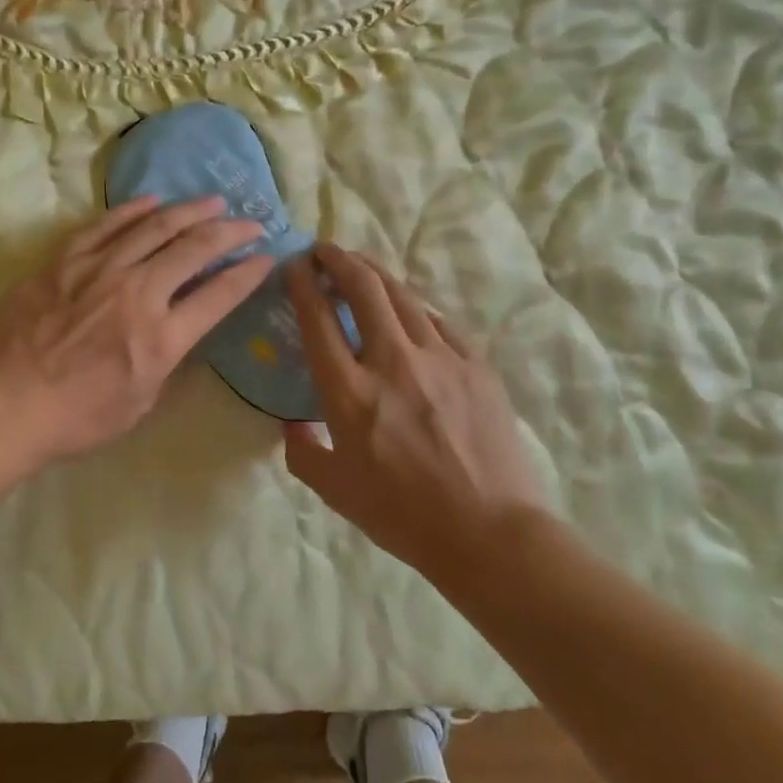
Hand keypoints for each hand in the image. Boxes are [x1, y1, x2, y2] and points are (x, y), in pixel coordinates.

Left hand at [0, 196, 273, 472]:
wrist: (0, 406)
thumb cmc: (73, 420)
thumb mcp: (138, 405)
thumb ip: (165, 363)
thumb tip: (178, 333)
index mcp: (163, 337)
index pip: (220, 295)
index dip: (249, 273)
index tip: (266, 258)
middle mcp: (139, 293)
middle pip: (195, 249)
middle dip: (231, 232)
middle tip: (250, 222)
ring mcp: (100, 270)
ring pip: (155, 227)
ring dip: (190, 211)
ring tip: (212, 201)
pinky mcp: (64, 260)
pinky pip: (106, 225)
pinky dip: (134, 210)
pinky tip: (154, 201)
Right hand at [283, 243, 553, 584]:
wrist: (489, 532)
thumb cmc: (403, 515)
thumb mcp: (334, 490)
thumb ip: (302, 450)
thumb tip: (292, 423)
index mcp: (350, 393)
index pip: (318, 318)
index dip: (303, 283)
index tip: (295, 265)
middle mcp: (392, 362)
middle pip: (363, 287)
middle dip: (339, 259)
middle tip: (326, 250)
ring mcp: (440, 358)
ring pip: (403, 295)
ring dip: (376, 273)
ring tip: (360, 265)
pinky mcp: (475, 364)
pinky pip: (439, 322)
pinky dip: (415, 308)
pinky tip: (409, 311)